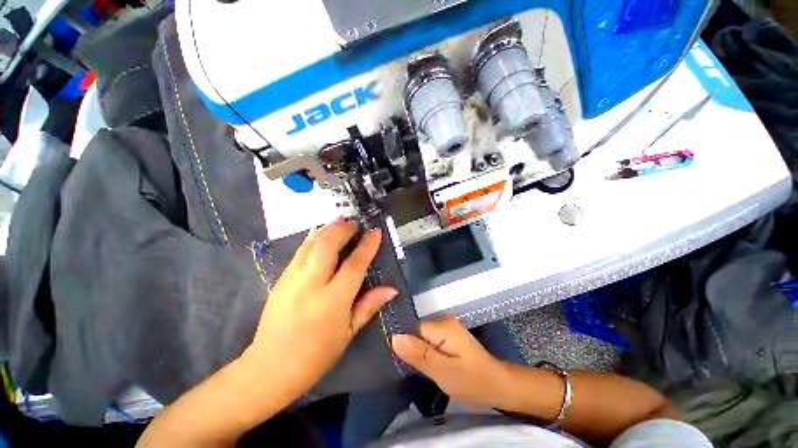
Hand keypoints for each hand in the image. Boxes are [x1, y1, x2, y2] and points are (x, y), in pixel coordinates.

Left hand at [245, 218, 397, 398]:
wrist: (269, 367)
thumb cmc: (315, 356)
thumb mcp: (348, 333)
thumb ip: (369, 306)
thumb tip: (391, 289)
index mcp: (332, 301)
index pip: (354, 265)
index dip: (367, 245)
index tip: (376, 231)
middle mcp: (311, 284)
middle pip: (328, 245)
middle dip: (344, 229)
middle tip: (355, 223)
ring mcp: (292, 279)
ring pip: (311, 243)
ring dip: (328, 228)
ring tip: (340, 220)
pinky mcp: (280, 279)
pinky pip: (300, 251)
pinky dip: (313, 238)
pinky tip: (320, 233)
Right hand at [391, 319, 510, 408]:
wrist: (499, 386)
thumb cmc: (474, 382)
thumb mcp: (444, 372)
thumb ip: (419, 355)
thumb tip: (394, 338)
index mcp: (443, 327)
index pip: (412, 329)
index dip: (403, 343)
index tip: (393, 360)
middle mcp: (444, 322)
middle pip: (416, 332)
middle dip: (409, 349)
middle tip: (402, 368)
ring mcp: (447, 330)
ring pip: (422, 338)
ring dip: (416, 352)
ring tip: (408, 369)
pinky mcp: (449, 338)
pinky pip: (429, 342)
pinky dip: (424, 353)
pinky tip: (421, 365)